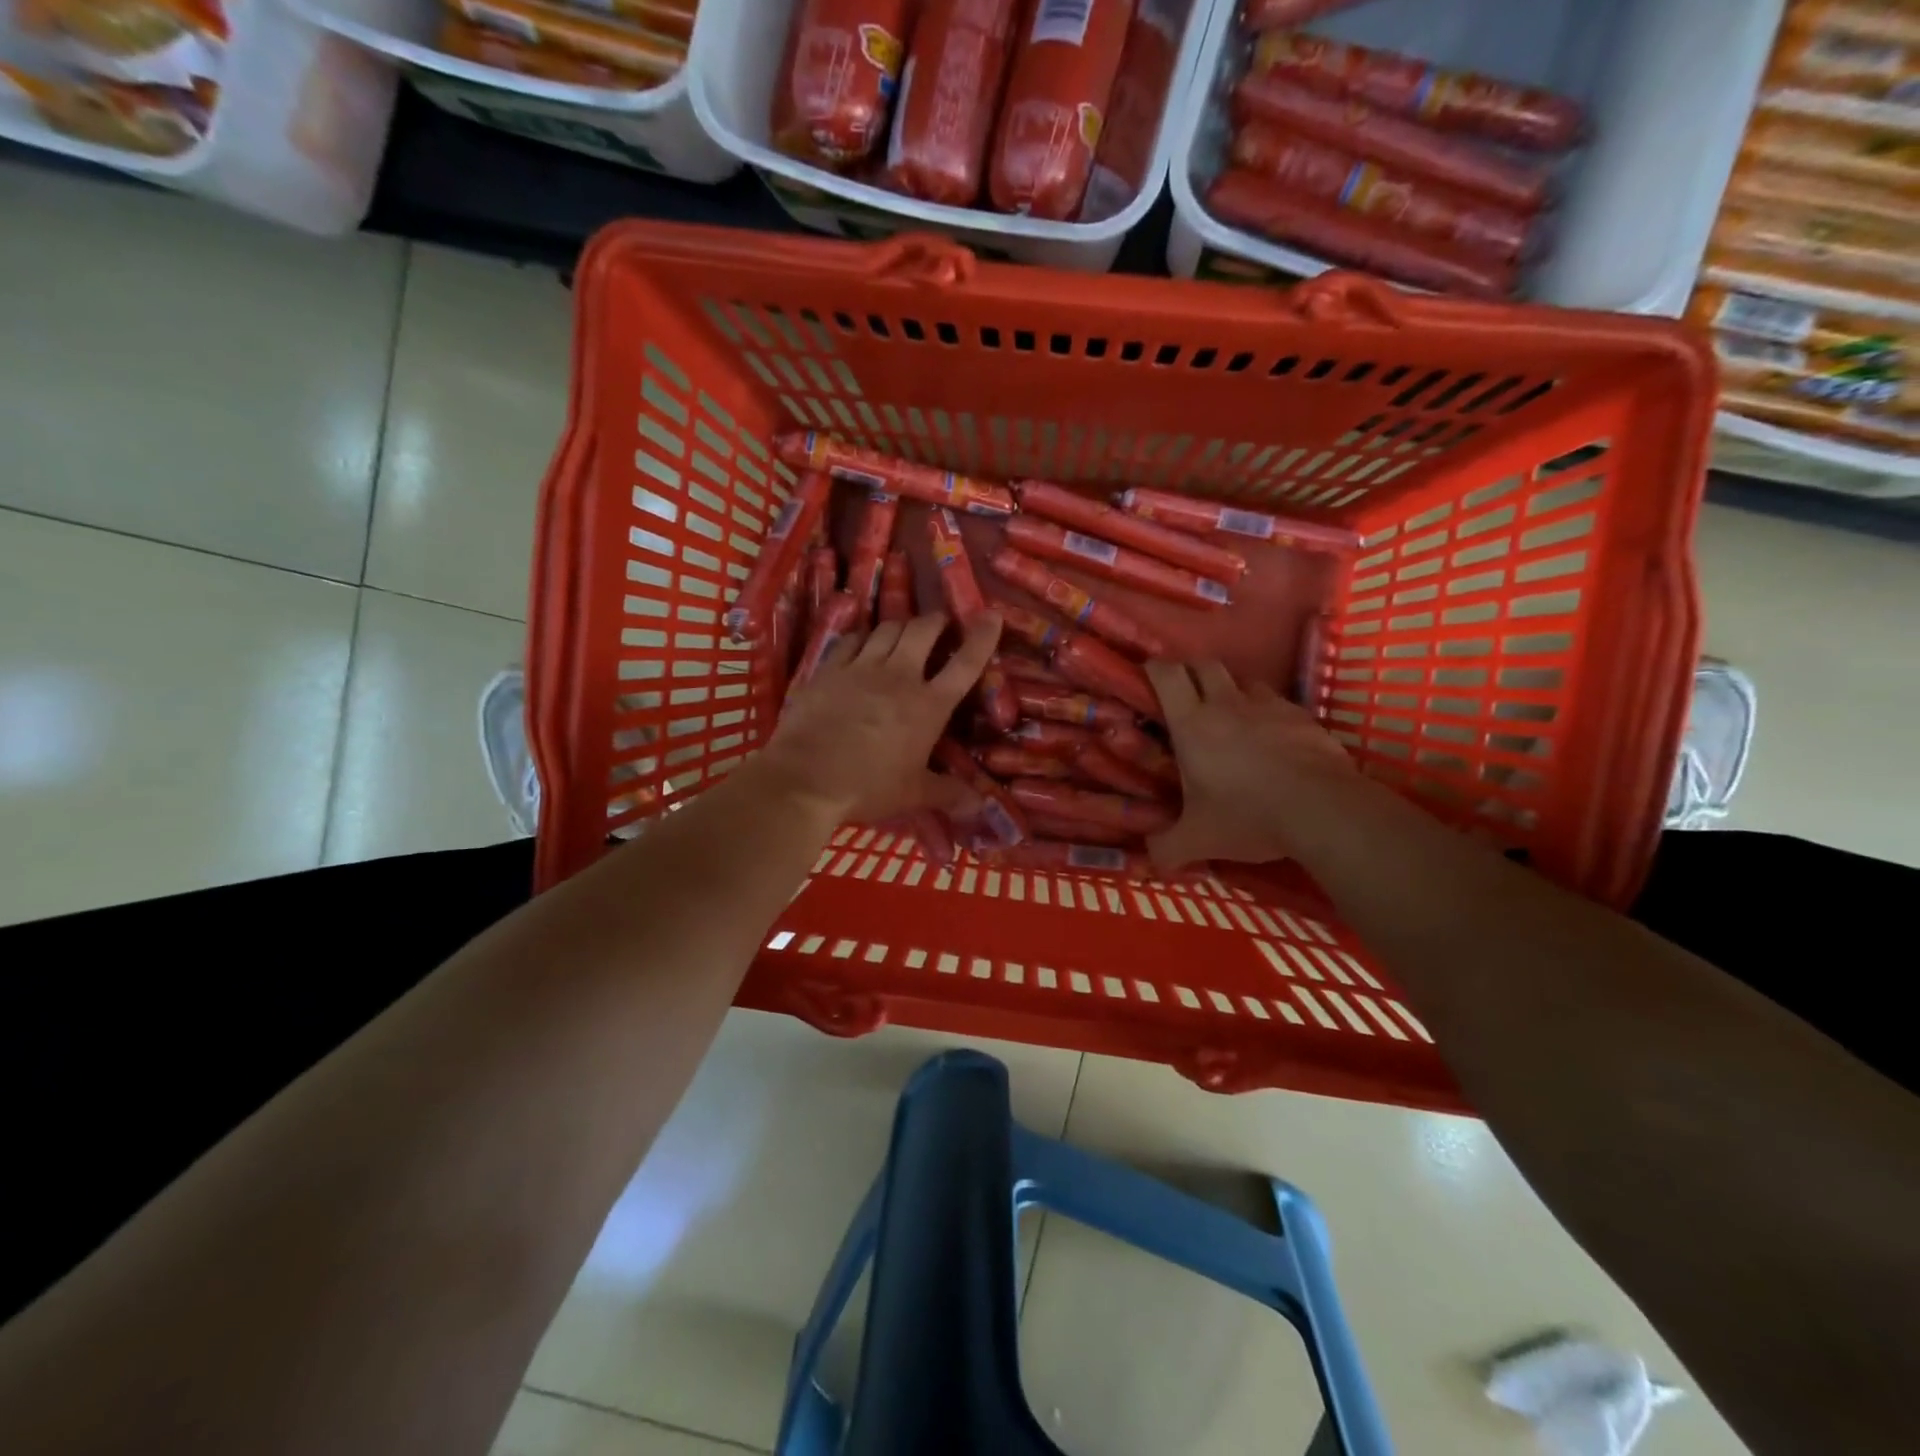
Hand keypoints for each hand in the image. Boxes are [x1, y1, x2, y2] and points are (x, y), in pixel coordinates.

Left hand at [759, 613, 1001, 823]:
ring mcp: (861, 668)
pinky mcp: (829, 669)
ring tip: (905, 632)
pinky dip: (863, 636)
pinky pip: (851, 639)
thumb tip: (980, 806)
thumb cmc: (867, 787)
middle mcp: (899, 676)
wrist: (805, 780)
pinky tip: (863, 643)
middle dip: (937, 621)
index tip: (991, 616)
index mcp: (928, 706)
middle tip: (941, 625)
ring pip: (888, 628)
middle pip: (924, 631)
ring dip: (902, 625)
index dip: (982, 638)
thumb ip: (949, 794)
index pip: (965, 664)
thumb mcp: (914, 795)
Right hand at [1145, 660, 1358, 869]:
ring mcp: (1269, 706)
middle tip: (1186, 695)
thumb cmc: (1247, 816)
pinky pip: (1279, 705)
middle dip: (1192, 672)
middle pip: (1205, 665)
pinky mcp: (1303, 717)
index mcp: (1192, 723)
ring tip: (1232, 717)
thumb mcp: (1198, 840)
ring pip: (1245, 681)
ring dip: (1232, 691)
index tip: (1148, 676)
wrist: (1323, 810)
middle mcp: (1227, 704)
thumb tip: (1151, 862)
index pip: (1167, 674)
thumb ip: (1167, 849)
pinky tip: (1272, 739)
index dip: (1155, 669)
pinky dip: (1268, 714)